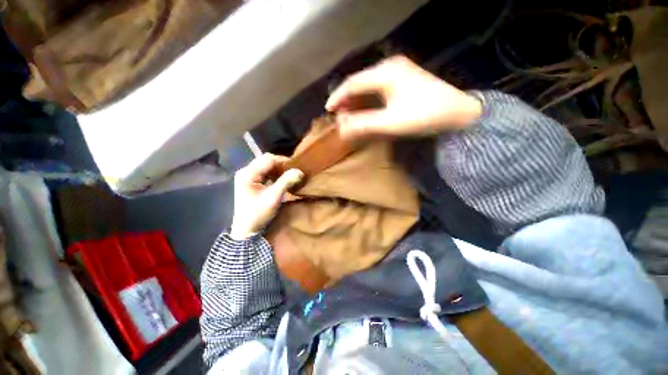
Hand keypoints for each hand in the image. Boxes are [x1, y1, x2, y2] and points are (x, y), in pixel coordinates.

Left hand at [229, 154, 302, 239]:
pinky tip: (283, 180)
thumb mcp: (273, 197)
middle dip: (282, 165)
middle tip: (294, 172)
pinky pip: (266, 173)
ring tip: (290, 175)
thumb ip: (286, 182)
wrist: (246, 230)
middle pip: (266, 161)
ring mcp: (248, 177)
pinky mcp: (251, 182)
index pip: (268, 159)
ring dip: (279, 170)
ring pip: (267, 167)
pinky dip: (275, 175)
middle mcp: (246, 171)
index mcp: (248, 173)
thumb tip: (299, 171)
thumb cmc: (258, 214)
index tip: (296, 167)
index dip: (283, 161)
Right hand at [326, 55, 481, 139]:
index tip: (328, 110)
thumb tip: (342, 130)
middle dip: (346, 99)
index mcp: (385, 73)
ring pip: (368, 85)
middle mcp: (390, 67)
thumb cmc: (424, 116)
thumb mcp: (390, 123)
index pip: (353, 83)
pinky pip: (378, 88)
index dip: (338, 97)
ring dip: (357, 100)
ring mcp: (398, 72)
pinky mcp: (404, 80)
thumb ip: (364, 125)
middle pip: (360, 82)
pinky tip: (365, 109)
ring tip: (348, 114)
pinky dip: (368, 99)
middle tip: (338, 115)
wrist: (458, 113)